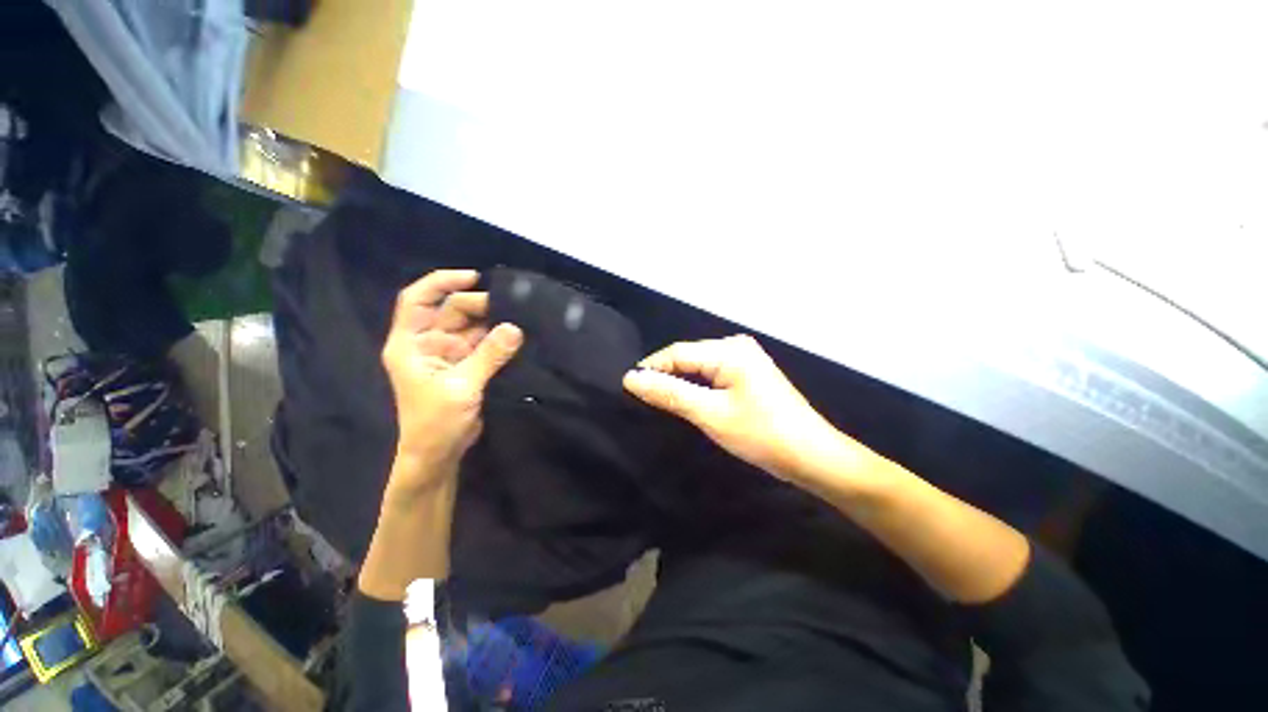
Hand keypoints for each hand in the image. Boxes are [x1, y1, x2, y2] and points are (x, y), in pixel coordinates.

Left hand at [382, 270, 522, 492]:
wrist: (438, 454)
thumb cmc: (435, 422)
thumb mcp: (461, 387)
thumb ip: (488, 356)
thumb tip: (515, 328)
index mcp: (410, 343)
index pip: (417, 299)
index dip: (441, 282)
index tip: (473, 277)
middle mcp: (428, 343)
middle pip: (451, 311)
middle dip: (478, 305)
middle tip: (510, 308)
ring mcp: (449, 354)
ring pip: (471, 327)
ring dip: (492, 321)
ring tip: (518, 316)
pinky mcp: (466, 366)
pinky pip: (483, 343)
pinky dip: (497, 338)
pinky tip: (515, 333)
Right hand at [623, 335, 844, 481]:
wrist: (812, 456)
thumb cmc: (761, 434)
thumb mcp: (710, 414)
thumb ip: (670, 393)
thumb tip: (631, 378)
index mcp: (729, 350)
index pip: (676, 353)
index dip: (650, 369)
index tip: (628, 388)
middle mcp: (736, 346)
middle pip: (688, 358)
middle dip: (665, 376)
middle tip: (642, 399)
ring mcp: (745, 359)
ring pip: (699, 367)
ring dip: (680, 383)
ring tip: (659, 401)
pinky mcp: (748, 374)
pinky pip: (712, 375)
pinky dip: (697, 387)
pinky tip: (687, 400)